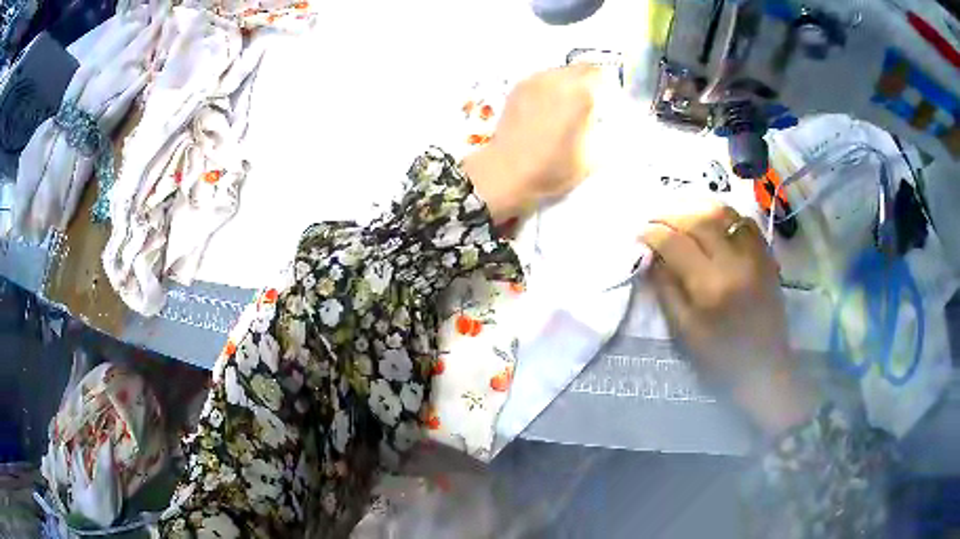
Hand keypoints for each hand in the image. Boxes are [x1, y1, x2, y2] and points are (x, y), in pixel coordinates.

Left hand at [462, 65, 600, 222]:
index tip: (607, 99)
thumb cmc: (551, 168)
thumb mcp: (592, 158)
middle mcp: (557, 80)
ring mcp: (534, 82)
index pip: (601, 75)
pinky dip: (548, 88)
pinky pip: (541, 79)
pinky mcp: (518, 89)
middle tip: (589, 101)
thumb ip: (603, 134)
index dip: (606, 87)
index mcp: (580, 94)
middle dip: (587, 82)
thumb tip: (603, 122)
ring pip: (559, 72)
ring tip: (566, 106)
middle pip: (580, 69)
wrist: (507, 171)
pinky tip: (547, 108)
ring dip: (567, 83)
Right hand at [640, 204, 816, 434]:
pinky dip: (725, 215)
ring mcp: (755, 256)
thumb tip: (651, 256)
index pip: (676, 244)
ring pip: (724, 212)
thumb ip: (666, 290)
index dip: (653, 234)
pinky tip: (713, 222)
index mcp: (710, 287)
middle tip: (655, 220)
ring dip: (698, 207)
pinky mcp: (767, 257)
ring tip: (681, 216)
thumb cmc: (720, 359)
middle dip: (672, 215)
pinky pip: (745, 222)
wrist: (764, 369)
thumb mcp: (684, 332)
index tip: (640, 234)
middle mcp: (735, 263)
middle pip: (700, 219)